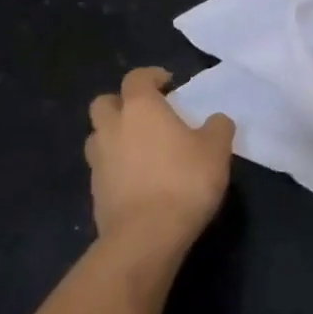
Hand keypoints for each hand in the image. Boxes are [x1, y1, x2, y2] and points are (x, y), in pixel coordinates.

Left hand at [86, 67, 234, 249]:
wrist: (146, 237)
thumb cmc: (183, 181)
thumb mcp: (216, 149)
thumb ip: (218, 127)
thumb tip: (216, 121)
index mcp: (140, 108)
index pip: (136, 78)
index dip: (151, 76)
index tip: (168, 84)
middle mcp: (113, 128)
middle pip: (104, 103)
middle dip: (121, 103)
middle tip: (146, 115)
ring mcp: (99, 161)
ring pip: (98, 136)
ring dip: (114, 136)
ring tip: (139, 148)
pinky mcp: (94, 193)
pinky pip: (102, 168)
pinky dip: (116, 168)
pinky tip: (137, 180)